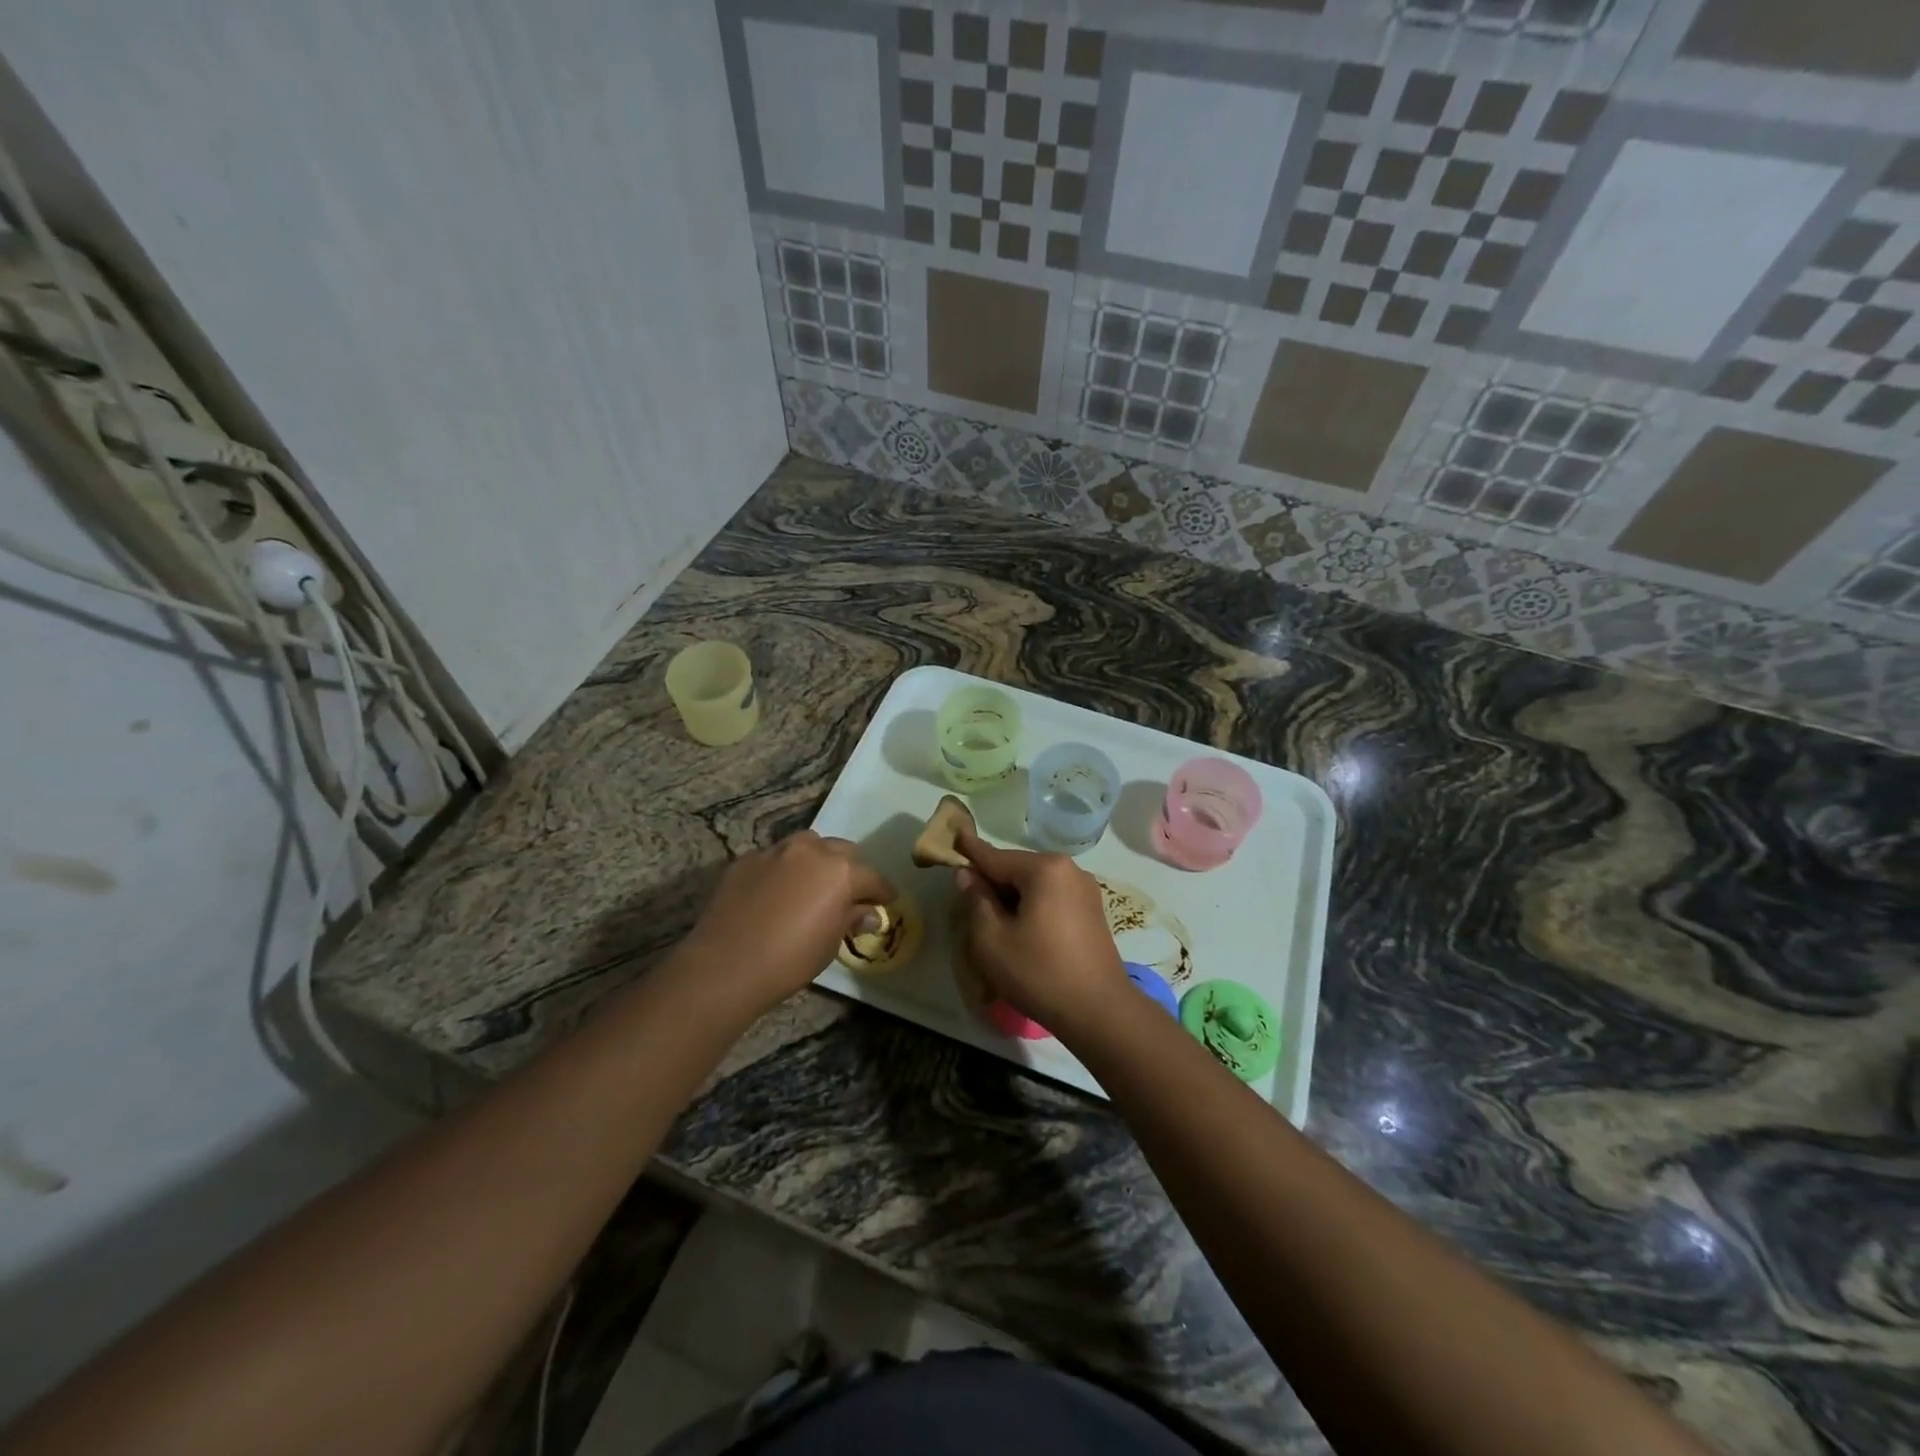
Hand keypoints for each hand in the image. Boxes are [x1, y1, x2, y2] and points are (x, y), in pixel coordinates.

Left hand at [681, 831, 894, 1013]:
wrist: (726, 964)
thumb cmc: (790, 959)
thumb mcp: (831, 943)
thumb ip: (851, 918)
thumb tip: (868, 913)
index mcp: (841, 871)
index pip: (873, 878)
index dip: (883, 891)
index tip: (887, 901)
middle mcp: (812, 850)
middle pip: (842, 851)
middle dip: (851, 869)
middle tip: (849, 893)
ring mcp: (776, 850)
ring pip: (807, 845)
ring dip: (816, 860)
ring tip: (812, 884)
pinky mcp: (747, 859)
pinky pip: (775, 858)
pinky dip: (783, 869)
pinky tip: (776, 893)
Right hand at [953, 826, 1126, 1031]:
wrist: (1099, 1011)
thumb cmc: (1039, 973)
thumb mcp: (992, 940)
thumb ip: (976, 900)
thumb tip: (968, 875)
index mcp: (1045, 869)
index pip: (996, 857)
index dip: (970, 851)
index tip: (954, 835)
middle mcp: (1069, 869)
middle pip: (1017, 869)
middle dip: (992, 881)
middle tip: (968, 900)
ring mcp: (1085, 889)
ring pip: (1035, 884)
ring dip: (1012, 896)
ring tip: (993, 921)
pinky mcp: (1092, 910)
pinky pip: (1052, 897)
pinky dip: (1032, 905)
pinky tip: (1021, 929)